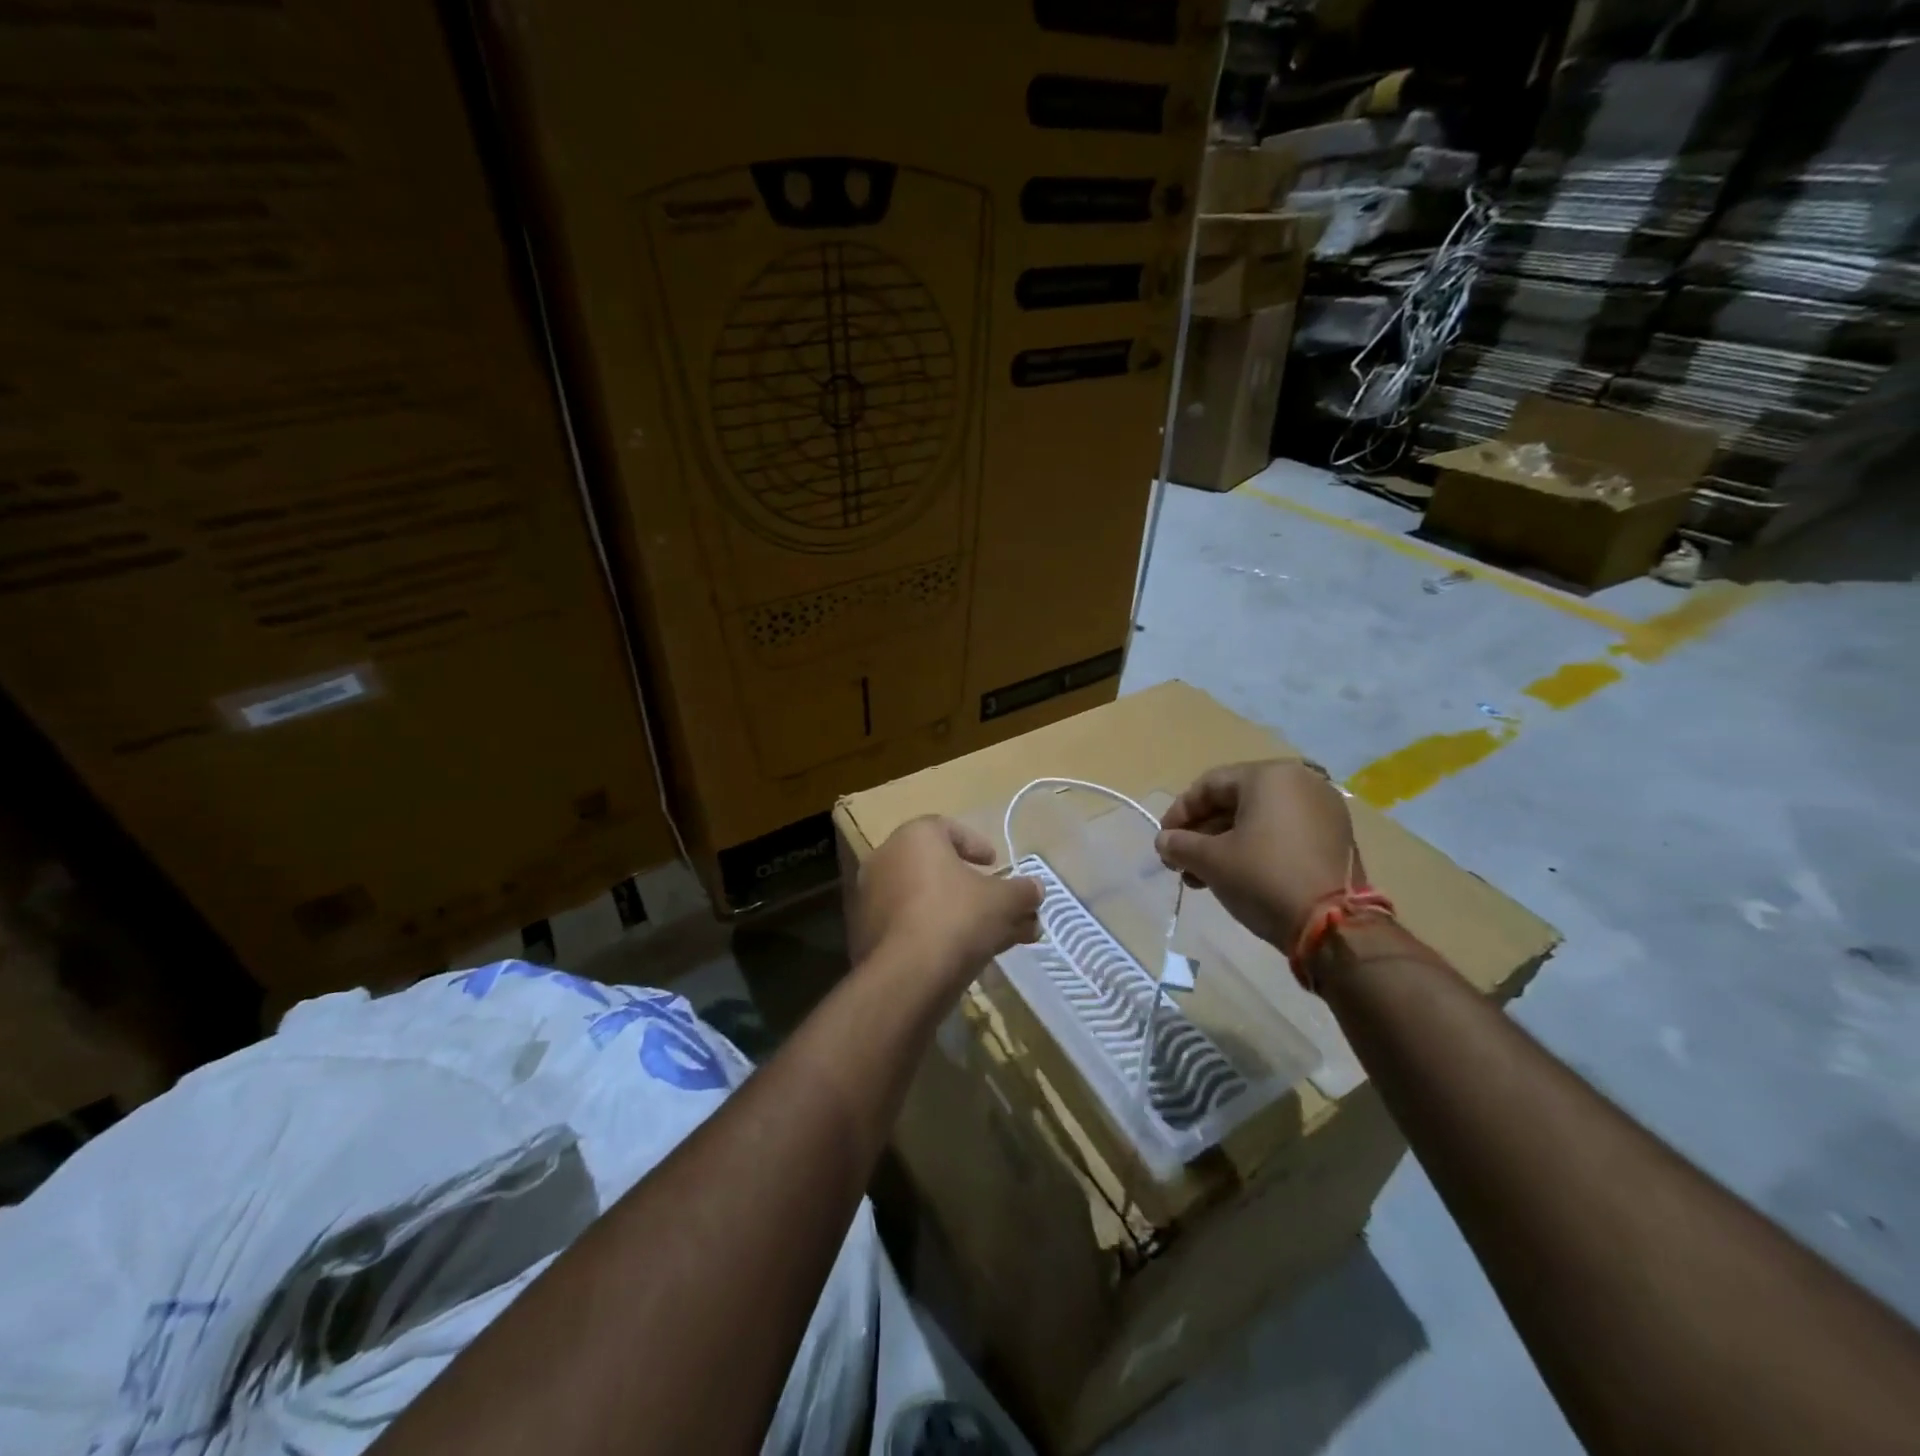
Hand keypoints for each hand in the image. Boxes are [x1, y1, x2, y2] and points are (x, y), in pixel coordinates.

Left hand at [854, 817, 1042, 986]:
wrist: (908, 975)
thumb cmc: (958, 917)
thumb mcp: (1004, 901)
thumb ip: (1022, 891)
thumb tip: (1035, 889)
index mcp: (915, 836)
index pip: (947, 829)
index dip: (975, 845)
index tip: (994, 864)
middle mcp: (886, 859)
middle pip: (937, 868)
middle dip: (973, 888)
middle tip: (997, 905)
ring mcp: (871, 898)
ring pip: (924, 900)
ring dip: (957, 913)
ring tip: (990, 937)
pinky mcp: (865, 933)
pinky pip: (908, 924)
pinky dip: (934, 932)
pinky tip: (961, 954)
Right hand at [1155, 759, 1362, 950]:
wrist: (1335, 926)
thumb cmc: (1264, 878)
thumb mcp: (1212, 861)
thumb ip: (1180, 844)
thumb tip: (1164, 841)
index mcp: (1270, 776)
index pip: (1210, 785)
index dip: (1180, 812)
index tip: (1164, 840)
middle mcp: (1301, 782)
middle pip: (1235, 801)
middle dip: (1202, 833)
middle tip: (1181, 862)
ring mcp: (1323, 810)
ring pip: (1259, 819)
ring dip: (1224, 844)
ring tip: (1201, 877)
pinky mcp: (1335, 837)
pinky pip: (1283, 832)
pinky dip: (1255, 848)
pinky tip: (1235, 876)